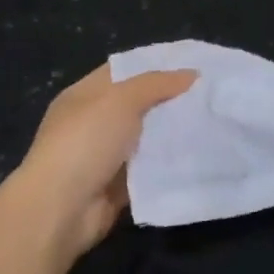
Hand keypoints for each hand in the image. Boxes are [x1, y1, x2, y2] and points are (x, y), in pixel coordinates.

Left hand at [12, 63, 196, 263]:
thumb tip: (192, 74)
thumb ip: (156, 84)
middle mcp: (93, 122)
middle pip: (138, 104)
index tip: (192, 64)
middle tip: (211, 93)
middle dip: (170, 99)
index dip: (155, 65)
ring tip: (213, 121)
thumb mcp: (120, 100)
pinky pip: (149, 168)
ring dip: (172, 132)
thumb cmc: (85, 142)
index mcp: (84, 95)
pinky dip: (168, 163)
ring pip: (146, 137)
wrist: (61, 209)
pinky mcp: (118, 185)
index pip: (123, 71)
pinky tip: (199, 154)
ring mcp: (104, 156)